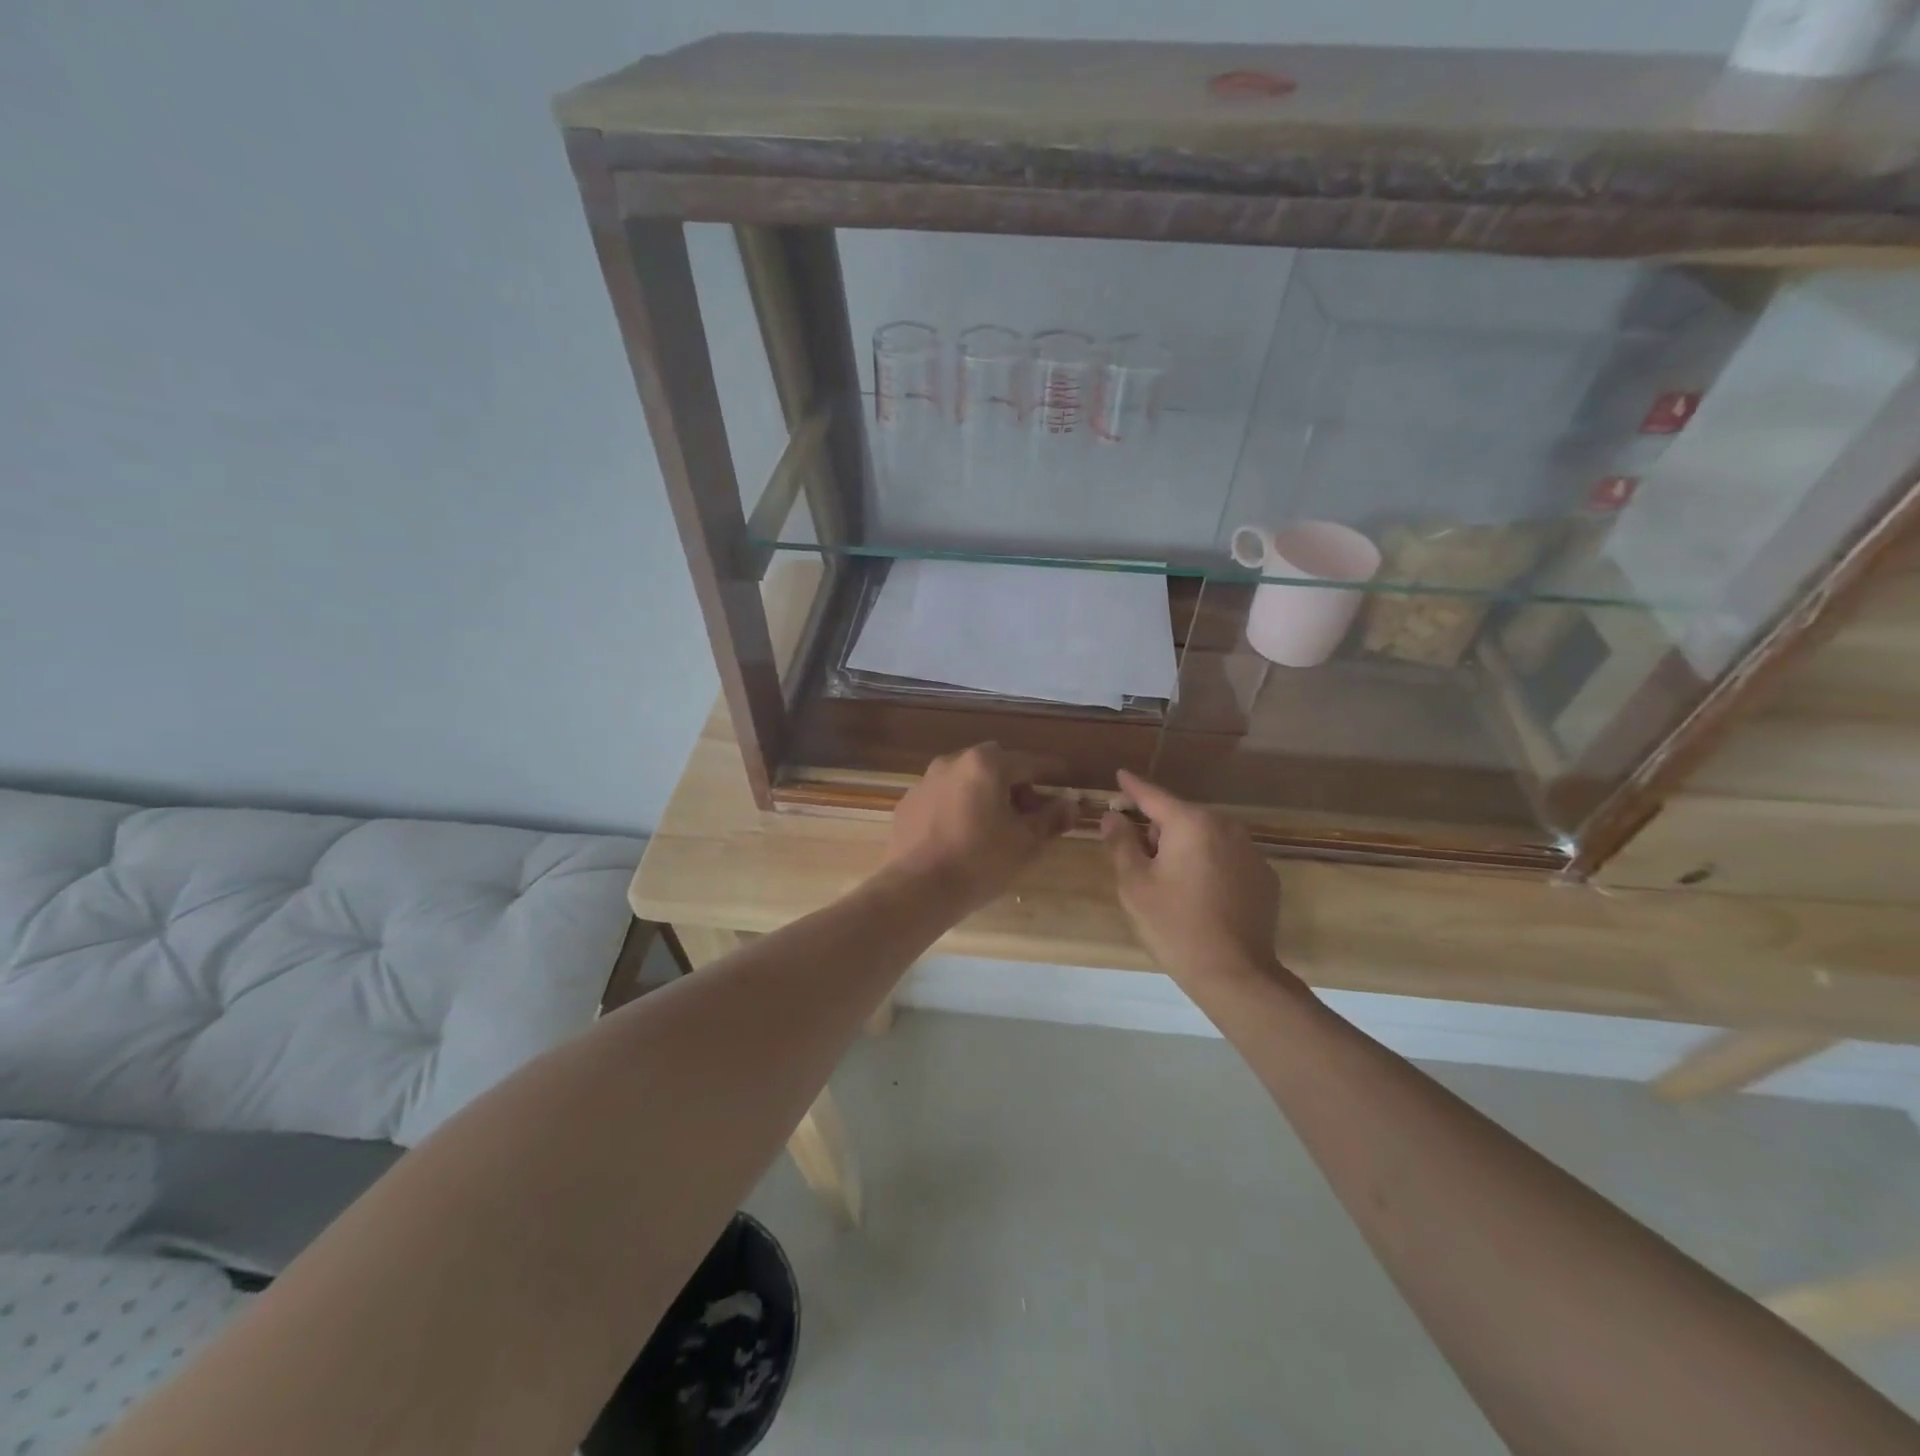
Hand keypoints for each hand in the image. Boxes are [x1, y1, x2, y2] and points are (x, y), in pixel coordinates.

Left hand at [886, 744, 1074, 911]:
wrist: (916, 889)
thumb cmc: (980, 861)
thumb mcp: (1025, 842)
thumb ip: (1051, 818)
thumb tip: (1070, 805)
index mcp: (986, 764)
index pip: (1029, 762)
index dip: (1052, 772)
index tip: (1067, 779)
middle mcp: (953, 762)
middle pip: (995, 765)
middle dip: (1015, 783)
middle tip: (1028, 813)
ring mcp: (925, 781)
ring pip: (966, 780)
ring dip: (984, 794)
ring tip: (994, 826)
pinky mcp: (907, 804)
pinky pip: (943, 797)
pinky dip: (958, 807)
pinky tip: (962, 836)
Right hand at [1101, 769, 1287, 993]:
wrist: (1235, 974)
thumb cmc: (1175, 925)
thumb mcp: (1135, 884)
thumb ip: (1121, 843)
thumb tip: (1113, 816)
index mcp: (1191, 823)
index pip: (1154, 796)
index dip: (1133, 787)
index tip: (1120, 774)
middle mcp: (1226, 827)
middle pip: (1181, 817)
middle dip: (1159, 829)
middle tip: (1139, 860)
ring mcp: (1251, 851)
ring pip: (1206, 837)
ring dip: (1186, 847)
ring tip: (1170, 882)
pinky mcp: (1264, 877)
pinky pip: (1227, 858)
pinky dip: (1210, 865)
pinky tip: (1201, 896)